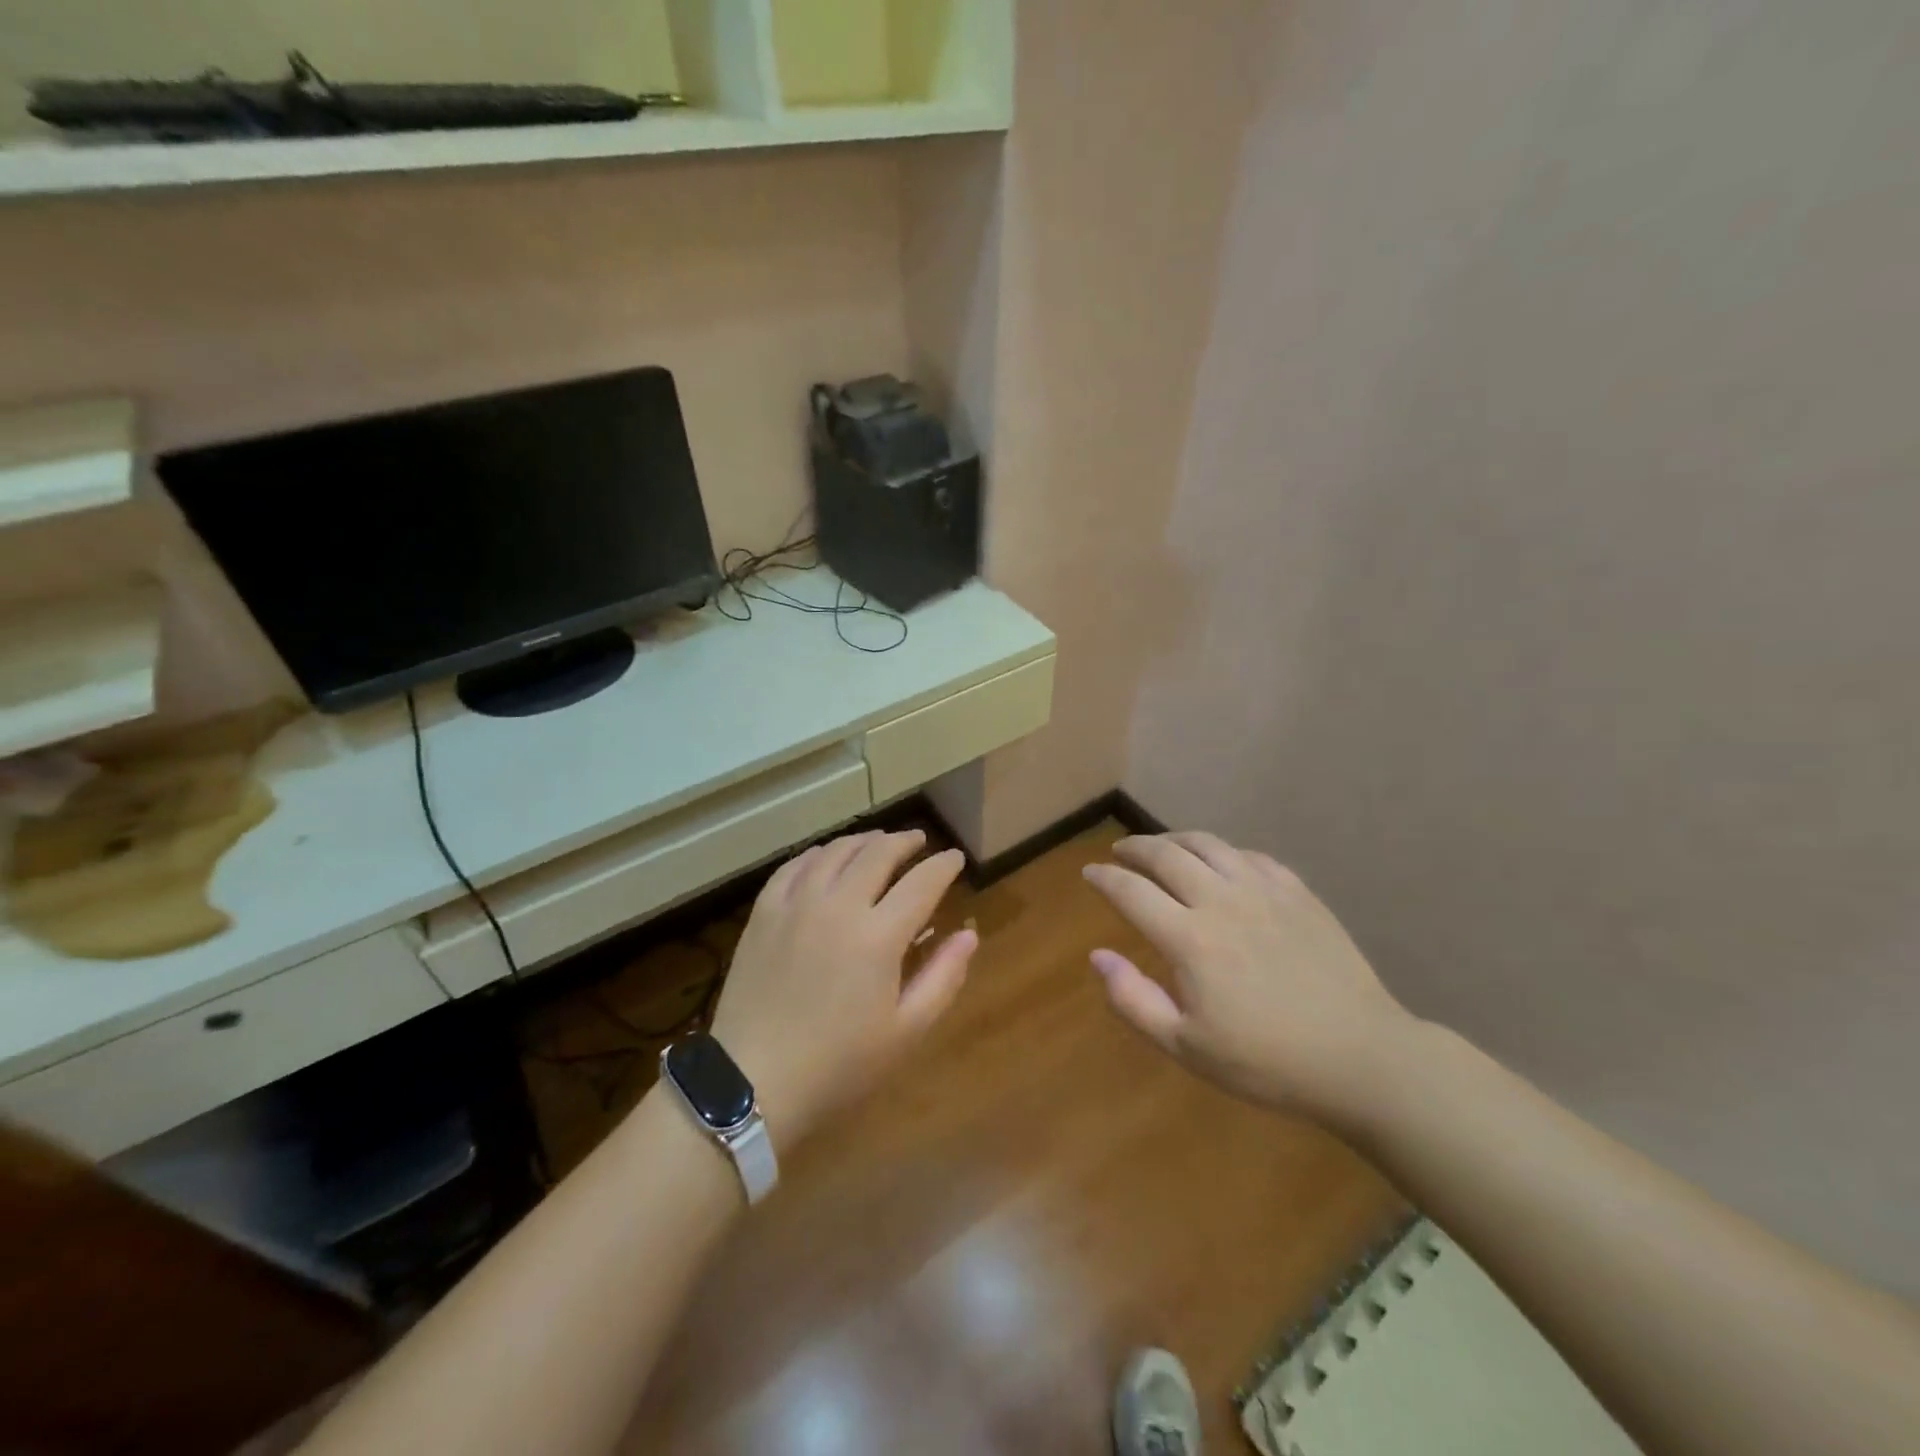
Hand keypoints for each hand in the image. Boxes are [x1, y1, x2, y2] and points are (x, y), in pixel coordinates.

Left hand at [709, 829, 976, 1151]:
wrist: (752, 1082)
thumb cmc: (839, 1065)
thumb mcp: (906, 1031)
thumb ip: (943, 977)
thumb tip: (968, 934)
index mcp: (879, 936)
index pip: (922, 882)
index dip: (943, 865)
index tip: (955, 858)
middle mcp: (839, 905)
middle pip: (878, 854)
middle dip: (905, 842)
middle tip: (919, 841)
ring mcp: (796, 904)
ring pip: (836, 851)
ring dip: (864, 841)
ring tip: (878, 842)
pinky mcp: (764, 912)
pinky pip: (794, 866)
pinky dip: (818, 854)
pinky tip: (826, 856)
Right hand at [1082, 832, 1418, 1124]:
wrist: (1361, 1057)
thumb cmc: (1267, 1062)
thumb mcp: (1187, 1047)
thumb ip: (1134, 1000)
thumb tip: (1097, 956)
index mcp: (1190, 938)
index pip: (1131, 891)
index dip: (1104, 878)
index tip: (1089, 873)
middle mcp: (1221, 900)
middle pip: (1166, 855)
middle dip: (1135, 849)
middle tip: (1120, 852)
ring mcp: (1264, 891)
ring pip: (1208, 844)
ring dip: (1175, 840)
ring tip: (1162, 846)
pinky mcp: (1298, 893)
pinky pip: (1250, 855)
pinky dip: (1223, 852)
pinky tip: (1221, 863)